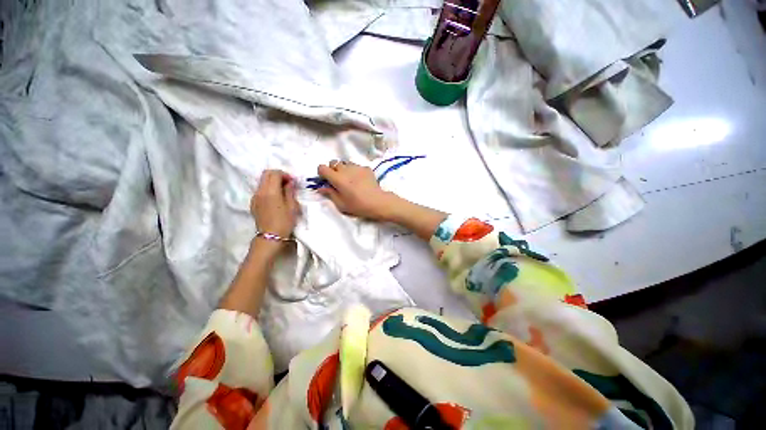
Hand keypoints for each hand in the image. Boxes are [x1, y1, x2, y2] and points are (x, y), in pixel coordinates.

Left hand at [251, 170, 299, 240]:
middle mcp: (260, 191)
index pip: (274, 173)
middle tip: (288, 183)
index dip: (285, 174)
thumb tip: (290, 182)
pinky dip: (268, 189)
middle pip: (266, 174)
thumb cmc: (285, 221)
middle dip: (278, 175)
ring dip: (273, 182)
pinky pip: (260, 190)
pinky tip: (276, 198)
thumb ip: (290, 191)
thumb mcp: (292, 206)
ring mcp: (255, 197)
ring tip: (283, 191)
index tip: (292, 182)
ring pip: (262, 181)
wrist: (271, 236)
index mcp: (270, 191)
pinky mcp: (253, 203)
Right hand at [316, 160, 398, 220]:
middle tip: (338, 181)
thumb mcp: (341, 204)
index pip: (322, 167)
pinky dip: (355, 171)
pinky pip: (356, 166)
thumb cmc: (358, 205)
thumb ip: (330, 194)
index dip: (322, 174)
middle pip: (333, 163)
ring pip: (345, 164)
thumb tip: (321, 188)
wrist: (377, 202)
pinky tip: (360, 181)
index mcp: (337, 178)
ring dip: (344, 170)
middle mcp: (345, 169)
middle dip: (333, 170)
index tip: (327, 181)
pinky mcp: (366, 168)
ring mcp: (357, 167)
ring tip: (350, 181)